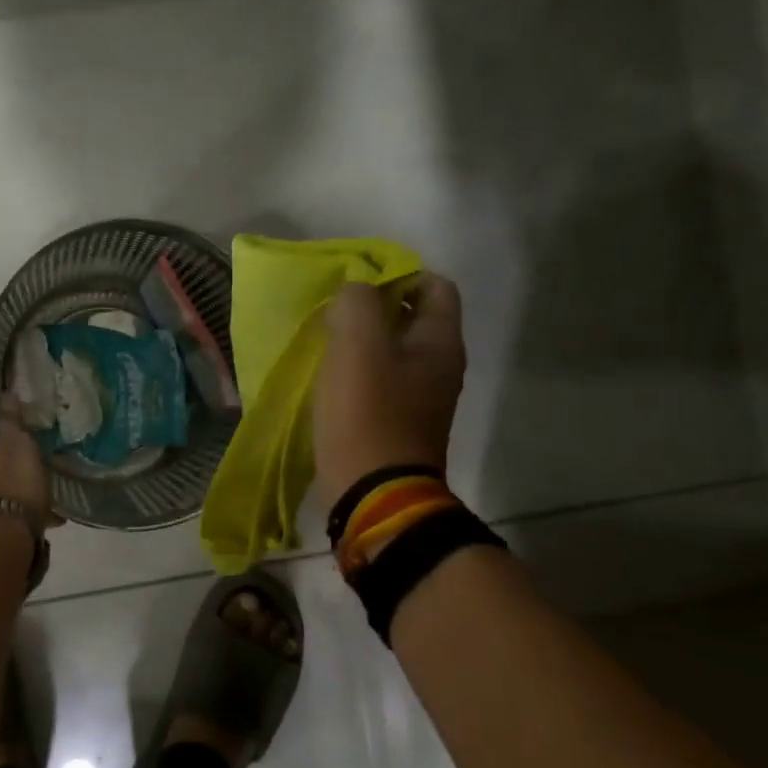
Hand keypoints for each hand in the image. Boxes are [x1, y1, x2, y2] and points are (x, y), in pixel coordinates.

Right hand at [313, 275, 466, 512]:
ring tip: (327, 344)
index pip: (434, 285)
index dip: (398, 274)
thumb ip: (358, 303)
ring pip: (393, 349)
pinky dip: (358, 371)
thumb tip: (355, 291)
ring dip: (362, 340)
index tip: (357, 286)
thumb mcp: (358, 346)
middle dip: (374, 307)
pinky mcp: (398, 421)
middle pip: (412, 317)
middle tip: (335, 314)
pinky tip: (331, 378)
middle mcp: (439, 366)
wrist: (372, 493)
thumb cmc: (367, 414)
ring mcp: (421, 397)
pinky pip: (381, 380)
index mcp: (440, 343)